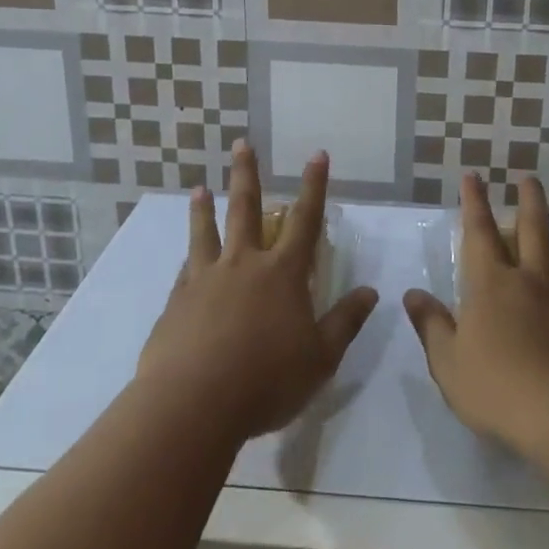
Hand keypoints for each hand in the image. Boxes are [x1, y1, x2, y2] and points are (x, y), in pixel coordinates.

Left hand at [138, 141, 378, 442]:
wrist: (193, 404)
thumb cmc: (266, 381)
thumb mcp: (320, 358)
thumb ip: (345, 322)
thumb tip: (371, 292)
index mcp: (282, 274)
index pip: (305, 221)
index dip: (314, 187)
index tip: (316, 155)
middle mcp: (243, 265)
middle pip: (245, 210)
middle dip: (247, 175)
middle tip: (241, 144)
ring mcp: (205, 280)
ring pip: (206, 233)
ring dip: (204, 209)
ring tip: (199, 189)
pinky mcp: (176, 302)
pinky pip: (185, 270)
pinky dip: (188, 258)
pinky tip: (184, 259)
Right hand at [404, 174, 548, 459]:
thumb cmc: (497, 388)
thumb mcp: (448, 363)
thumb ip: (432, 325)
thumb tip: (414, 294)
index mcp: (492, 285)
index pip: (478, 232)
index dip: (474, 202)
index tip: (474, 175)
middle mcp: (534, 284)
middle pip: (534, 231)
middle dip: (529, 201)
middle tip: (530, 179)